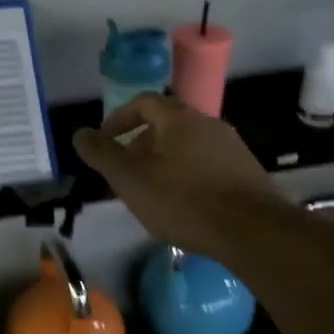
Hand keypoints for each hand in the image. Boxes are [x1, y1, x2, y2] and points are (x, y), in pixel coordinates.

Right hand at [71, 94, 282, 256]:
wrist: (253, 231)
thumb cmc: (184, 200)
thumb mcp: (131, 180)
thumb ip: (103, 155)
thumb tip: (79, 134)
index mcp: (179, 118)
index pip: (143, 102)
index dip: (118, 119)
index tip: (104, 142)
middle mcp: (208, 123)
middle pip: (166, 124)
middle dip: (140, 144)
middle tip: (125, 172)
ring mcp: (232, 147)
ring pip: (188, 146)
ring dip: (164, 162)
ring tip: (152, 192)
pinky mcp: (247, 172)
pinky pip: (207, 165)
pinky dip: (188, 176)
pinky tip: (184, 206)